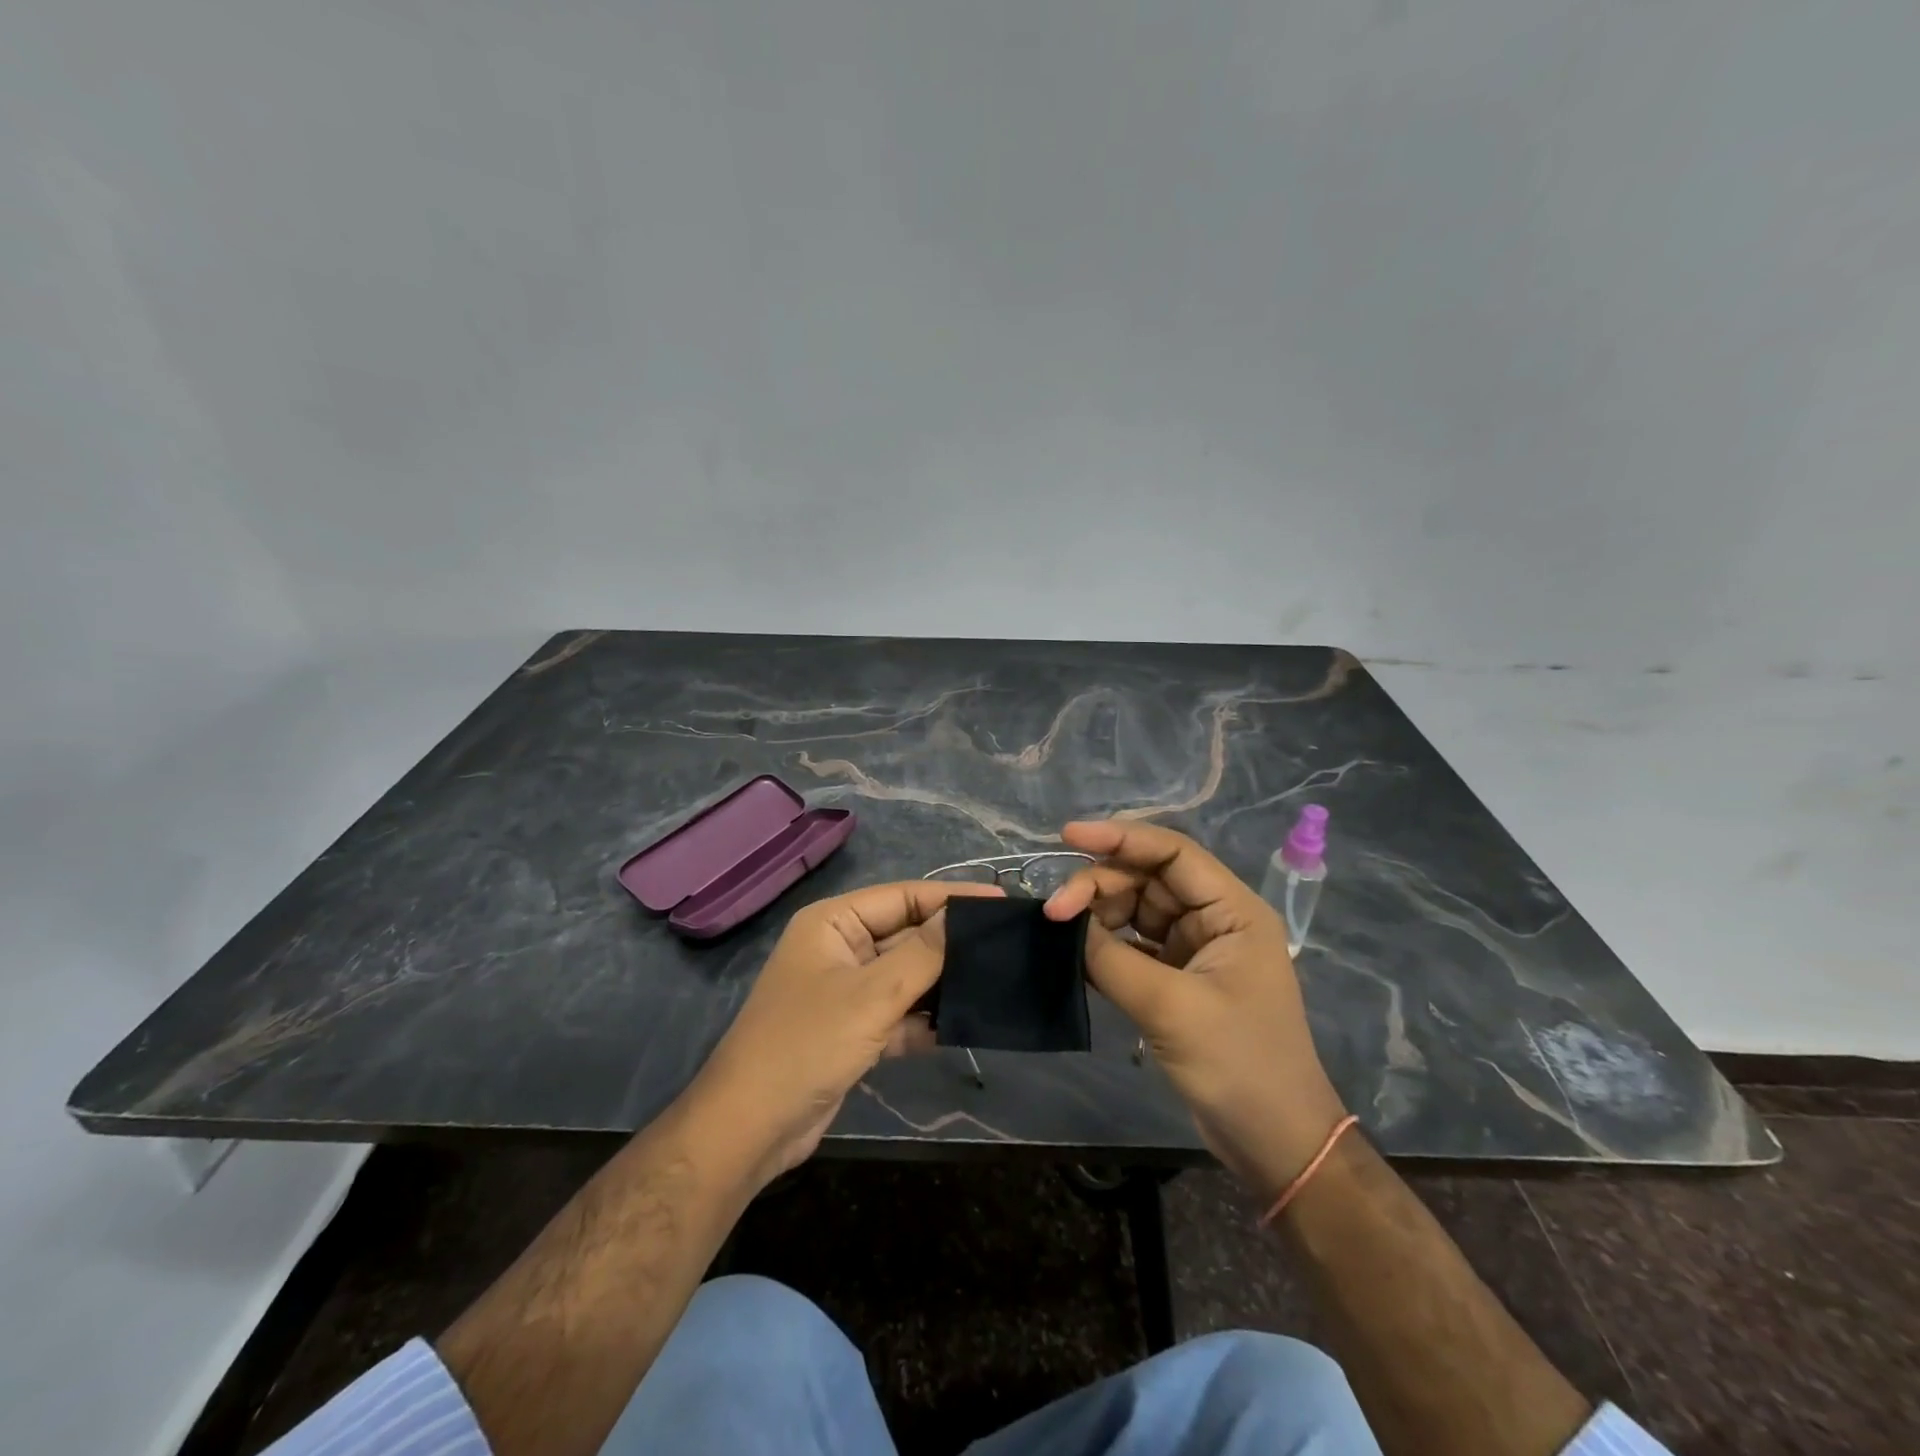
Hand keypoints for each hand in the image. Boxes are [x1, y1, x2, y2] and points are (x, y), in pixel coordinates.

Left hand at [693, 879, 1001, 1187]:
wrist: (751, 1128)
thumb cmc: (807, 1043)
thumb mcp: (872, 995)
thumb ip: (922, 954)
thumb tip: (963, 917)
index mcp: (835, 922)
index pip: (903, 896)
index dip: (952, 898)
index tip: (1001, 903)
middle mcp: (840, 948)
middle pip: (906, 935)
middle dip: (950, 944)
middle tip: (1006, 947)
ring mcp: (846, 991)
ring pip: (906, 976)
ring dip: (941, 983)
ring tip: (995, 983)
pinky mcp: (853, 1030)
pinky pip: (899, 1013)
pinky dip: (925, 1019)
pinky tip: (963, 1026)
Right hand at [1043, 820, 1348, 1199]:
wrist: (1274, 1142)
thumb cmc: (1238, 1064)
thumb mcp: (1171, 1007)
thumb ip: (1112, 958)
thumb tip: (1065, 924)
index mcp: (1232, 910)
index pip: (1172, 852)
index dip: (1120, 837)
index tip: (1068, 836)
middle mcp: (1214, 919)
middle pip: (1147, 878)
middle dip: (1099, 884)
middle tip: (1054, 910)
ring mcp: (1194, 949)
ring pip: (1135, 909)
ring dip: (1097, 914)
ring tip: (1061, 931)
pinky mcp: (1177, 978)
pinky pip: (1132, 944)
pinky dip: (1103, 944)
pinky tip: (1074, 951)